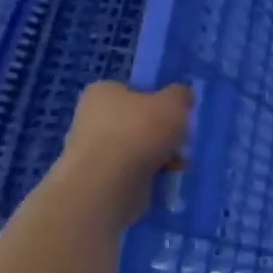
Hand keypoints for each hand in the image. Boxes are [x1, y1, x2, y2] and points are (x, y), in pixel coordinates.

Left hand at [48, 81, 191, 228]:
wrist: (108, 182)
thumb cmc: (140, 131)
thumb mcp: (174, 102)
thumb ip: (180, 94)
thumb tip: (181, 95)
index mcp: (103, 91)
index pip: (134, 90)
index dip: (158, 101)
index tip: (176, 115)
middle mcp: (91, 115)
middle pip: (138, 120)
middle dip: (162, 133)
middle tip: (180, 141)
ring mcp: (91, 147)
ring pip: (137, 147)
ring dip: (159, 154)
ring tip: (177, 164)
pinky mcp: (97, 175)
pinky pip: (131, 169)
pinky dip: (148, 172)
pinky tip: (164, 177)